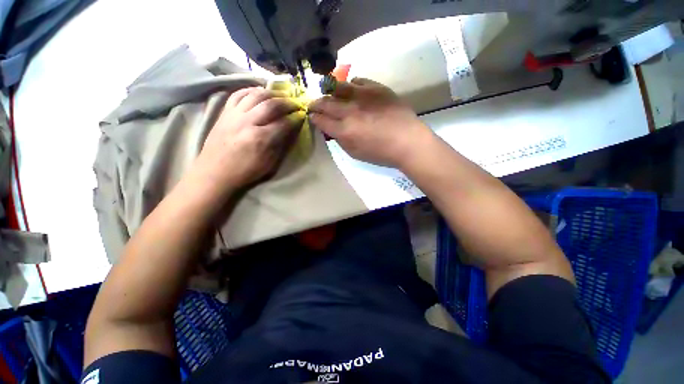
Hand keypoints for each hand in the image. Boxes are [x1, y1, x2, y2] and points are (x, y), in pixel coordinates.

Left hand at [193, 87, 304, 192]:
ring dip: (272, 93)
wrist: (215, 171)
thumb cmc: (245, 171)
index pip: (284, 123)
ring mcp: (234, 114)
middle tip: (296, 103)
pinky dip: (251, 90)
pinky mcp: (225, 112)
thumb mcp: (270, 164)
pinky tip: (260, 92)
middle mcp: (248, 122)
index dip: (296, 118)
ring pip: (256, 95)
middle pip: (271, 104)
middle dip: (287, 102)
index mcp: (261, 138)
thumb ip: (281, 145)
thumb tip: (290, 130)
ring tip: (281, 95)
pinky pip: (238, 93)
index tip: (302, 115)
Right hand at [309, 78, 431, 167]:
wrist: (407, 141)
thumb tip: (332, 129)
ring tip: (327, 93)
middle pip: (325, 102)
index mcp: (344, 130)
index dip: (314, 118)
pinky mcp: (376, 88)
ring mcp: (363, 96)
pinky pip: (357, 80)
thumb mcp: (355, 153)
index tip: (312, 117)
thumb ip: (340, 140)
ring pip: (338, 86)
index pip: (321, 120)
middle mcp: (350, 110)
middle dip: (316, 104)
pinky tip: (350, 90)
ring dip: (328, 90)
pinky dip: (350, 85)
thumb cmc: (380, 153)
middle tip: (313, 105)